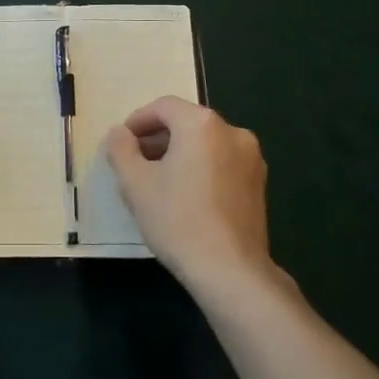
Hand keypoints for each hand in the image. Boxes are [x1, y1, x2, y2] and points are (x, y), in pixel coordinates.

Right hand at [104, 96, 277, 300]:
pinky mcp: (259, 184)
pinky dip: (201, 168)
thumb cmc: (178, 220)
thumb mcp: (135, 183)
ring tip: (158, 181)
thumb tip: (119, 133)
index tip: (122, 143)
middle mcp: (232, 132)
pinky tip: (186, 196)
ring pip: (206, 143)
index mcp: (202, 124)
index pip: (163, 107)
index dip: (138, 121)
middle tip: (135, 162)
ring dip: (179, 153)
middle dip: (158, 138)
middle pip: (186, 123)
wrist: (231, 271)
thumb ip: (121, 149)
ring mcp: (251, 158)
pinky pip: (222, 162)